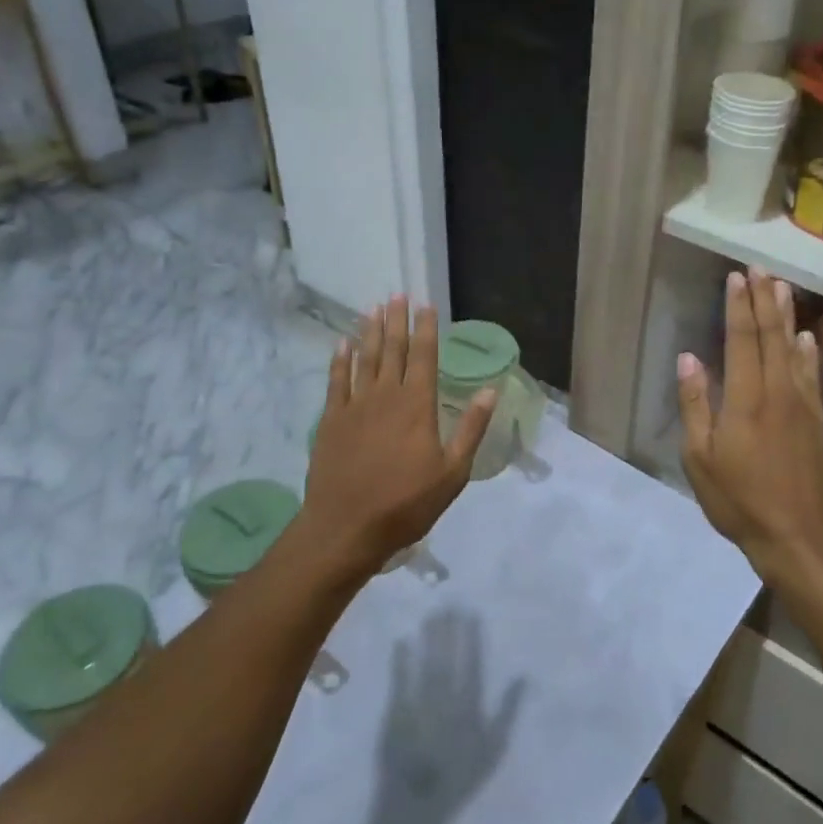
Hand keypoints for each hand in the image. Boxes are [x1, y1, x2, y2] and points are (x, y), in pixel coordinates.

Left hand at [299, 297, 494, 579]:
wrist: (346, 528)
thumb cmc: (406, 504)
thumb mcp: (452, 472)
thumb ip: (471, 428)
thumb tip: (491, 389)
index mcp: (417, 406)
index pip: (424, 356)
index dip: (426, 328)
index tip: (426, 304)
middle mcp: (385, 396)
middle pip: (393, 350)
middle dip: (397, 321)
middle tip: (397, 295)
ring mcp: (355, 406)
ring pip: (365, 359)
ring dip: (370, 332)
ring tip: (373, 308)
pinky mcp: (331, 421)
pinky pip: (336, 380)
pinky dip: (340, 360)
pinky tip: (343, 344)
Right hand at [677, 269, 822, 583]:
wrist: (799, 537)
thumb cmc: (739, 500)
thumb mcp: (700, 458)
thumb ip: (695, 404)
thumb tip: (689, 358)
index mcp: (745, 399)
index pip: (741, 340)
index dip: (738, 306)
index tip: (736, 277)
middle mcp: (778, 391)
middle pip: (770, 336)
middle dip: (763, 300)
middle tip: (760, 269)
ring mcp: (803, 405)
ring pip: (793, 349)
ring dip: (786, 316)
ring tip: (782, 287)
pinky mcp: (818, 421)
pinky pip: (812, 375)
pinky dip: (808, 351)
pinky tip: (806, 337)